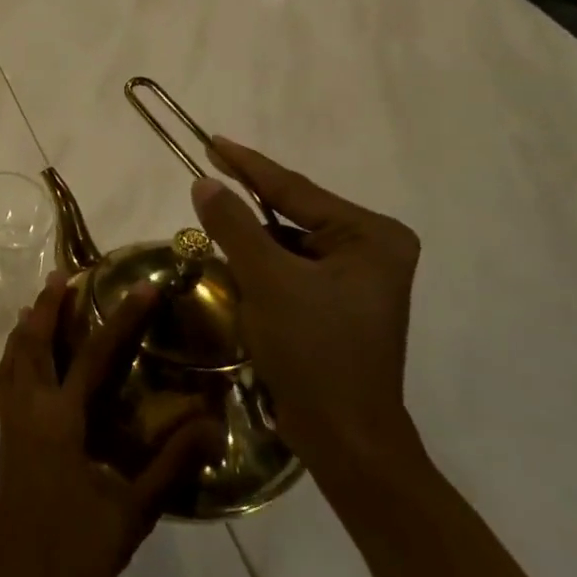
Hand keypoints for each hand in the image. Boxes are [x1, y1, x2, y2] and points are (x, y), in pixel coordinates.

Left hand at [0, 271, 221, 576]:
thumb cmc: (72, 550)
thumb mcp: (130, 513)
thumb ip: (169, 466)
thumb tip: (212, 425)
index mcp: (60, 419)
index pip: (93, 354)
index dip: (121, 318)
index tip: (141, 287)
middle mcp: (30, 408)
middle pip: (34, 341)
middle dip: (48, 304)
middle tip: (64, 275)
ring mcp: (11, 420)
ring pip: (13, 356)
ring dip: (28, 324)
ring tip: (41, 301)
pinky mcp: (6, 435)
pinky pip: (6, 376)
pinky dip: (16, 351)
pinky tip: (27, 356)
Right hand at [190, 137, 422, 475]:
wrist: (344, 436)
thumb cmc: (313, 350)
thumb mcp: (267, 280)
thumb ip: (235, 225)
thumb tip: (205, 183)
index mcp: (371, 237)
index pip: (295, 190)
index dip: (248, 165)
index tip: (211, 140)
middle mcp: (372, 250)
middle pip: (293, 216)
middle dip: (248, 210)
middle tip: (204, 184)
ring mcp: (358, 280)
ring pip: (287, 244)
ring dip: (251, 245)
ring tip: (214, 237)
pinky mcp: (339, 304)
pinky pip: (291, 269)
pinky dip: (261, 269)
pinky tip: (238, 276)